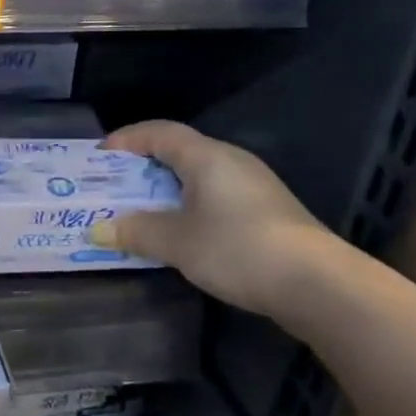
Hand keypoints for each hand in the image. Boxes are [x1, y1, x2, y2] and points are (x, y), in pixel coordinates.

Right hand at [95, 120, 336, 315]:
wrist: (317, 283)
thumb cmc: (237, 248)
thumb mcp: (176, 242)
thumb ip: (135, 231)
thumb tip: (99, 230)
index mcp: (206, 156)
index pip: (159, 132)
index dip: (127, 139)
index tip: (101, 156)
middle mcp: (231, 161)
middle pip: (179, 151)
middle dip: (143, 167)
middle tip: (115, 187)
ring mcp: (254, 186)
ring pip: (198, 176)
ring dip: (166, 190)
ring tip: (142, 212)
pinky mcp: (267, 211)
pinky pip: (215, 196)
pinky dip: (189, 206)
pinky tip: (182, 232)